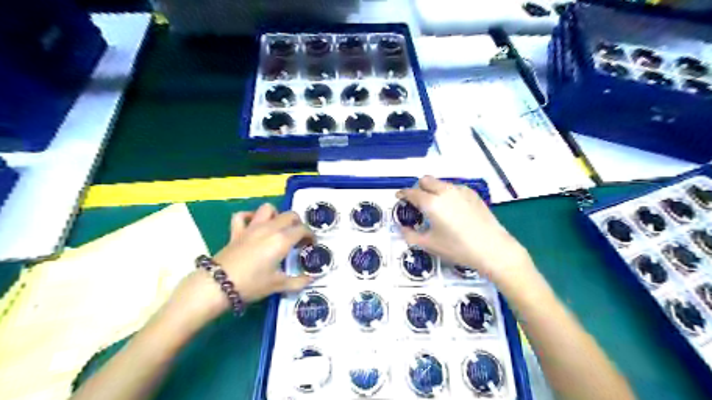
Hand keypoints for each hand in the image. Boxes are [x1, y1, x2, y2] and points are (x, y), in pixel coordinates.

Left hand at [169, 205, 311, 326]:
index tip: (311, 244)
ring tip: (278, 227)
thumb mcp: (278, 285)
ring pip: (268, 209)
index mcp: (282, 240)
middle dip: (298, 224)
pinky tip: (254, 224)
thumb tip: (312, 279)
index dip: (311, 235)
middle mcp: (270, 228)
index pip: (302, 229)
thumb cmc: (252, 284)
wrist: (218, 285)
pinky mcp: (237, 231)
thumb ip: (298, 281)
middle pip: (290, 215)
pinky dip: (250, 217)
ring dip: (276, 215)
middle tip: (298, 238)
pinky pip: (243, 216)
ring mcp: (252, 227)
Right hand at [398, 177, 530, 278]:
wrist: (492, 248)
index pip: (411, 192)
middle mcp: (444, 191)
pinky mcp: (473, 194)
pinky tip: (453, 209)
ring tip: (436, 207)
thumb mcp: (429, 245)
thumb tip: (402, 228)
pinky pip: (454, 188)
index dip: (402, 194)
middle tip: (417, 202)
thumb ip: (410, 235)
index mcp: (431, 202)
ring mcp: (461, 190)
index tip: (399, 197)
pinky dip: (447, 193)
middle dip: (418, 188)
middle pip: (425, 180)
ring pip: (440, 183)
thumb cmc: (457, 248)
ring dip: (433, 189)